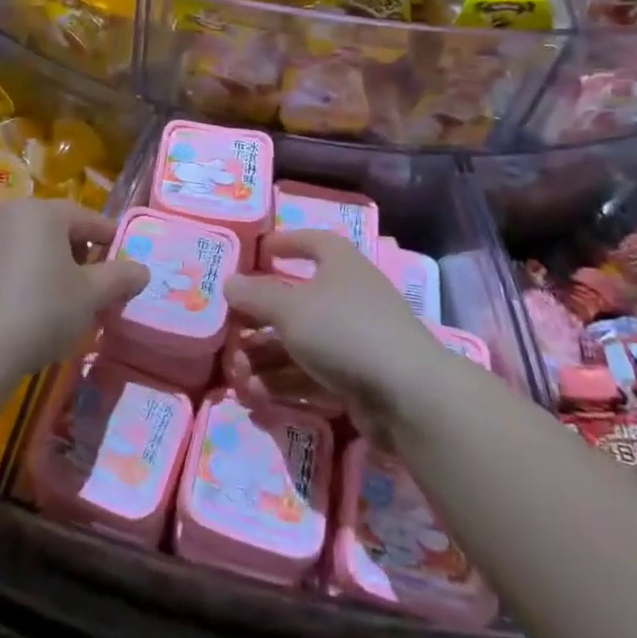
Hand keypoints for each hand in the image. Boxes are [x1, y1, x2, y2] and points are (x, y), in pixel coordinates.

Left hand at [0, 199, 147, 377]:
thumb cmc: (41, 310)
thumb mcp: (90, 295)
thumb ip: (120, 277)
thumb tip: (143, 270)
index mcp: (43, 212)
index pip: (88, 218)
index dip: (110, 240)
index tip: (124, 264)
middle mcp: (11, 214)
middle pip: (57, 229)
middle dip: (79, 256)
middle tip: (94, 288)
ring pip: (30, 247)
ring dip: (51, 268)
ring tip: (63, 303)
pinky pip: (7, 264)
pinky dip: (24, 278)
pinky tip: (29, 310)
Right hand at [223, 230, 438, 436]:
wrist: (407, 394)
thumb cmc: (344, 330)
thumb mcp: (289, 308)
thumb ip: (256, 296)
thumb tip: (229, 283)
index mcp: (340, 264)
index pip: (313, 242)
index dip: (287, 243)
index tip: (261, 251)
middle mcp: (350, 296)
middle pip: (299, 300)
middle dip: (262, 317)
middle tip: (232, 329)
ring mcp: (357, 339)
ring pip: (302, 342)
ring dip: (267, 356)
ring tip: (236, 373)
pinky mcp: (359, 378)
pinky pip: (314, 373)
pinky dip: (285, 381)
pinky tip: (256, 395)